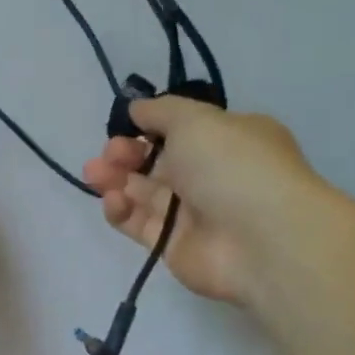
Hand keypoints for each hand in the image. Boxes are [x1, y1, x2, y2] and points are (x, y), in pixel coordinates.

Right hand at [82, 97, 319, 305]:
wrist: (260, 239)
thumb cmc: (231, 166)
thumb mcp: (196, 119)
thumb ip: (160, 111)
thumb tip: (137, 109)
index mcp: (226, 139)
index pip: (180, 130)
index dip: (148, 127)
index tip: (124, 125)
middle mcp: (209, 174)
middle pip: (156, 161)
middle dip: (126, 153)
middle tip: (109, 153)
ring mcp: (191, 213)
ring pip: (142, 192)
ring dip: (115, 179)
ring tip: (94, 173)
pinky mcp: (171, 245)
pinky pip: (138, 224)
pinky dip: (121, 211)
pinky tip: (113, 200)